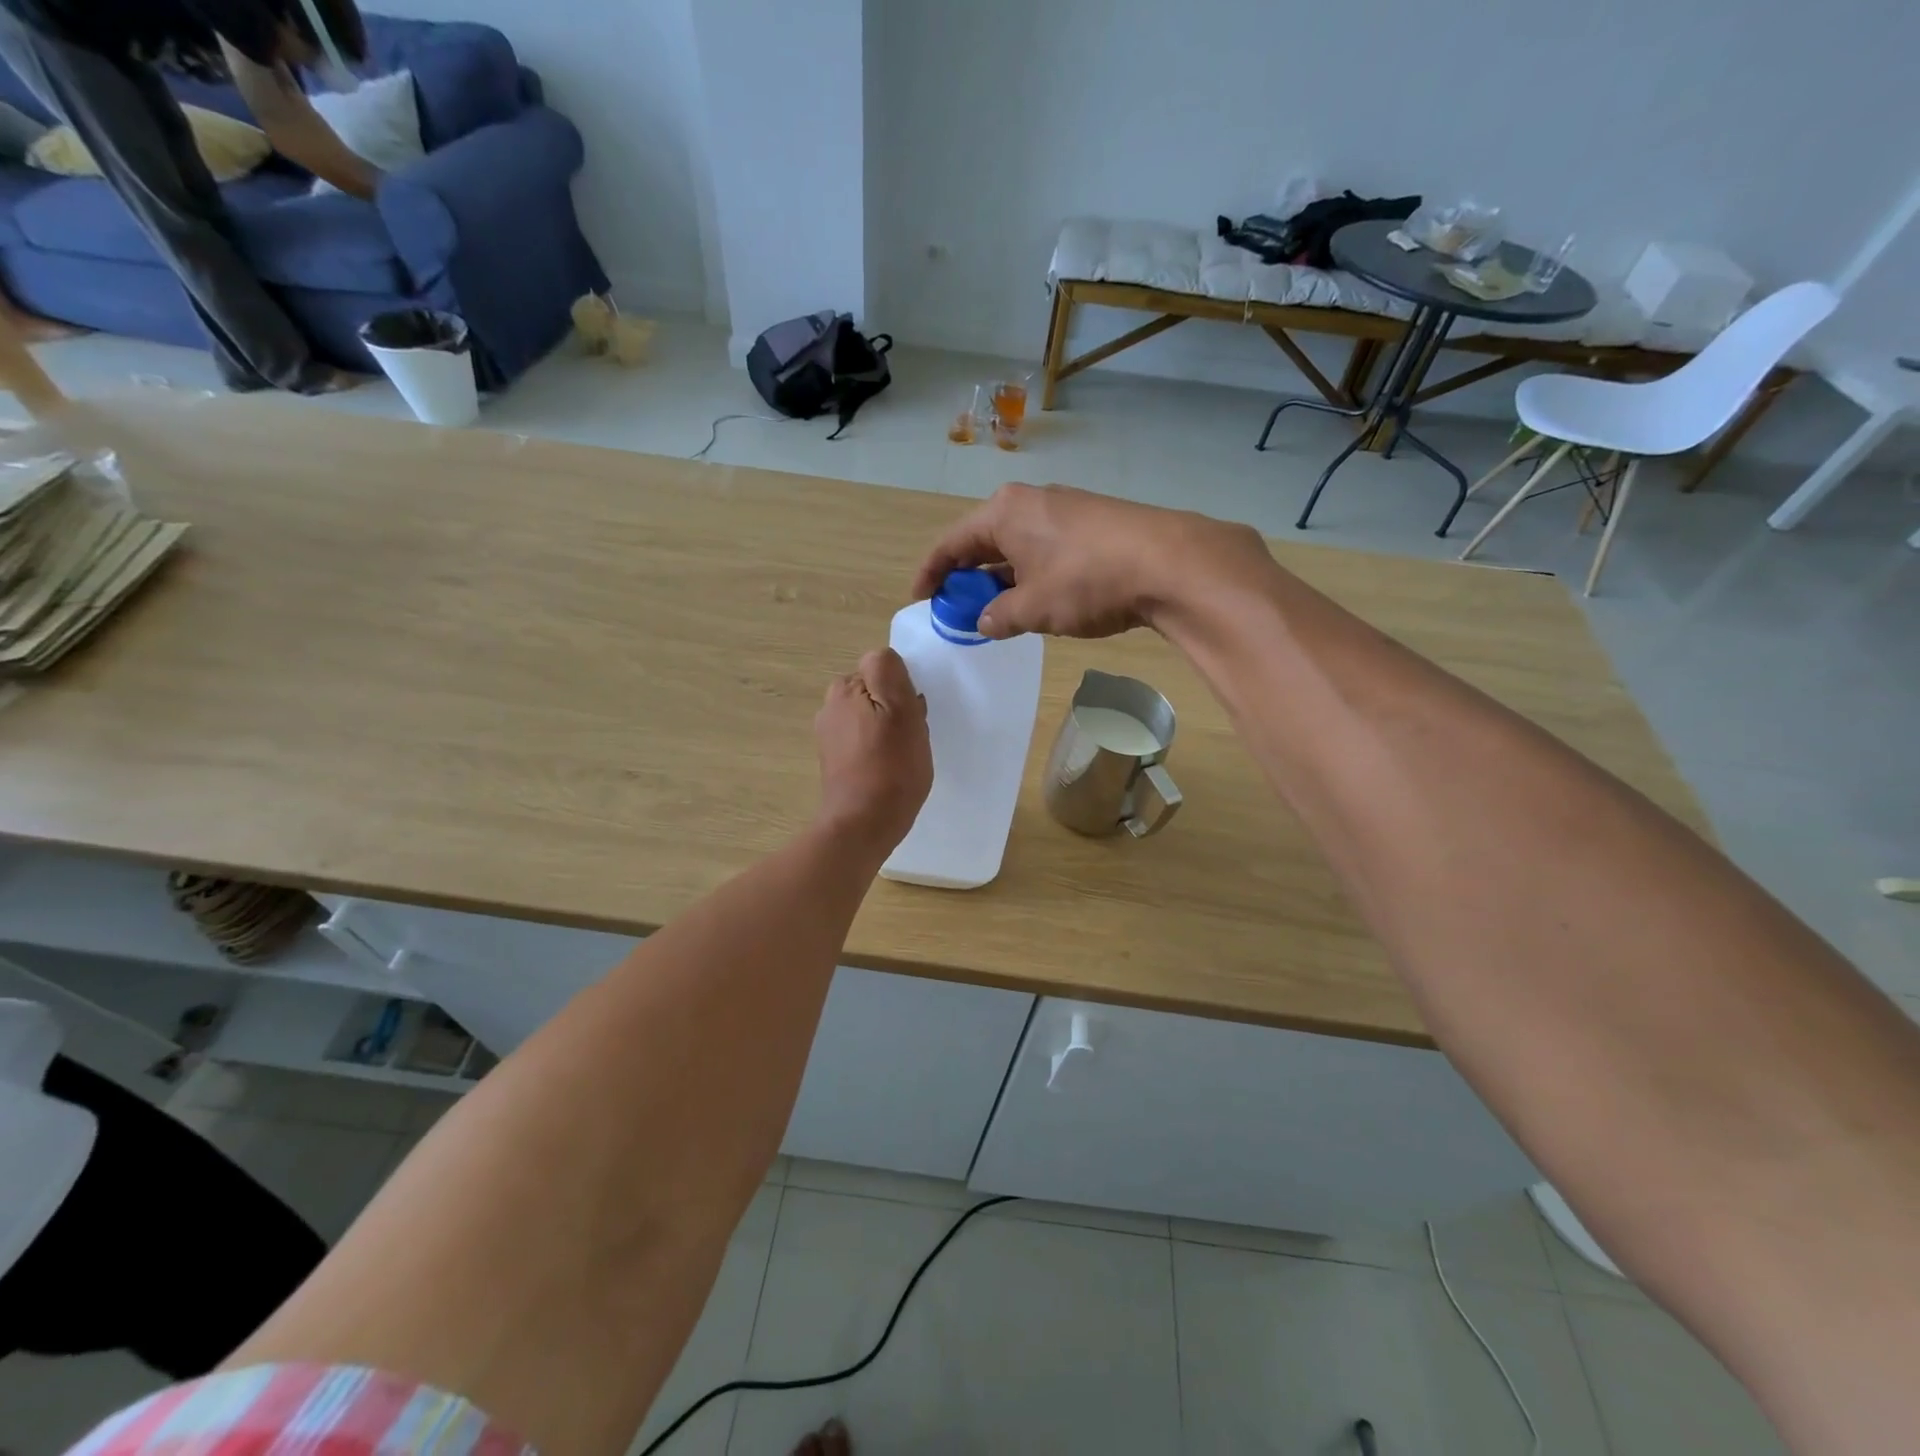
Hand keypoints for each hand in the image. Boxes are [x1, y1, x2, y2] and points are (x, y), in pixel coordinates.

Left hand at [813, 647, 931, 857]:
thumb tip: (884, 658)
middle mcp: (830, 706)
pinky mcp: (834, 760)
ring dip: (889, 729)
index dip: (903, 687)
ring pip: (871, 716)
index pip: (882, 667)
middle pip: (875, 691)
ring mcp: (829, 735)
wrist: (863, 824)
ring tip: (903, 755)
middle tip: (911, 736)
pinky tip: (889, 769)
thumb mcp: (901, 710)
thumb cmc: (890, 767)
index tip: (913, 713)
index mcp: (845, 688)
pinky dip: (878, 749)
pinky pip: (863, 740)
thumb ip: (889, 672)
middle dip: (895, 707)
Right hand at [910, 483, 1276, 639]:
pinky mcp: (1094, 524)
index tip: (920, 600)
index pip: (951, 543)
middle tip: (959, 610)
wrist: (1170, 563)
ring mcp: (1065, 510)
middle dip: (968, 578)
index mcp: (1003, 512)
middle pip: (983, 541)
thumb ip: (999, 616)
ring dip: (1002, 579)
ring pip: (1018, 547)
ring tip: (997, 612)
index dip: (931, 574)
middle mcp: (1030, 502)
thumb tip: (985, 621)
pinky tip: (1040, 601)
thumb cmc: (1086, 581)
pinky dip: (1032, 575)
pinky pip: (1046, 550)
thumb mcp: (1033, 608)